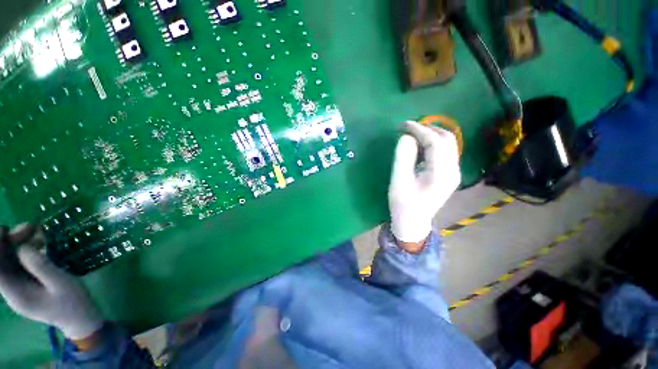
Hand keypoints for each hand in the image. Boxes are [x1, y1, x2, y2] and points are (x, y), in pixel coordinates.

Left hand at [0, 224, 102, 340]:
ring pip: (8, 259)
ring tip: (36, 230)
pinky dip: (25, 249)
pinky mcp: (26, 282)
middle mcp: (11, 289)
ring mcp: (18, 286)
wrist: (80, 318)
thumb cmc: (73, 303)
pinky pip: (18, 262)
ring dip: (17, 242)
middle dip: (9, 241)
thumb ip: (41, 267)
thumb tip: (23, 247)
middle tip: (30, 227)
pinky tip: (39, 242)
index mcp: (15, 294)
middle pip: (0, 262)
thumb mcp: (61, 284)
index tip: (4, 230)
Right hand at [389, 121, 460, 248]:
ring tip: (412, 134)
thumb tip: (406, 137)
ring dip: (431, 134)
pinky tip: (419, 146)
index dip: (419, 129)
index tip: (403, 124)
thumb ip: (403, 158)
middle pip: (447, 139)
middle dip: (427, 129)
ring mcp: (453, 172)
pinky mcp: (449, 174)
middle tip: (407, 128)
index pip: (435, 142)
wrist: (413, 221)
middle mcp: (453, 171)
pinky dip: (432, 143)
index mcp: (441, 174)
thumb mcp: (398, 182)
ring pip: (448, 144)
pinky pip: (444, 151)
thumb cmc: (403, 204)